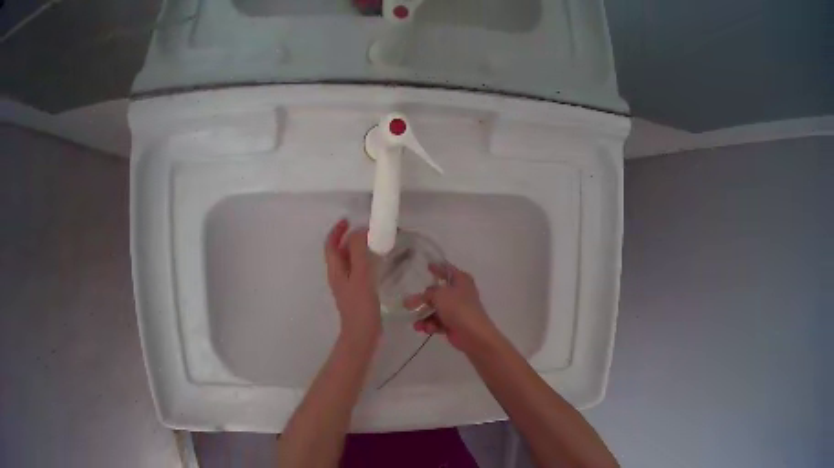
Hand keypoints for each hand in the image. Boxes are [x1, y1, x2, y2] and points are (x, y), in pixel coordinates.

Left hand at [324, 219, 380, 343]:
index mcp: (335, 270)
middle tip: (367, 229)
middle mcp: (338, 275)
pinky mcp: (357, 292)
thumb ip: (359, 252)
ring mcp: (347, 284)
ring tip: (374, 241)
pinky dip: (365, 260)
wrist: (362, 334)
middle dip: (350, 237)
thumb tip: (359, 231)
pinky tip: (378, 262)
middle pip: (340, 251)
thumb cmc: (360, 305)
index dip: (337, 231)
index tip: (348, 219)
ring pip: (350, 260)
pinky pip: (358, 270)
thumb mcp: (360, 276)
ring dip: (358, 248)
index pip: (331, 245)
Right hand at [409, 263, 498, 352]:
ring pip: (435, 309)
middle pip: (437, 293)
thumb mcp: (439, 295)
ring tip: (416, 324)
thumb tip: (409, 301)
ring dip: (424, 316)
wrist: (473, 334)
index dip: (437, 267)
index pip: (447, 270)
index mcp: (461, 280)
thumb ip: (424, 296)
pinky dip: (430, 325)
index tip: (427, 265)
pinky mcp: (453, 324)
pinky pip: (437, 322)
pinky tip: (423, 329)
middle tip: (408, 303)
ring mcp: (456, 310)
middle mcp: (459, 293)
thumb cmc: (458, 307)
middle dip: (423, 299)